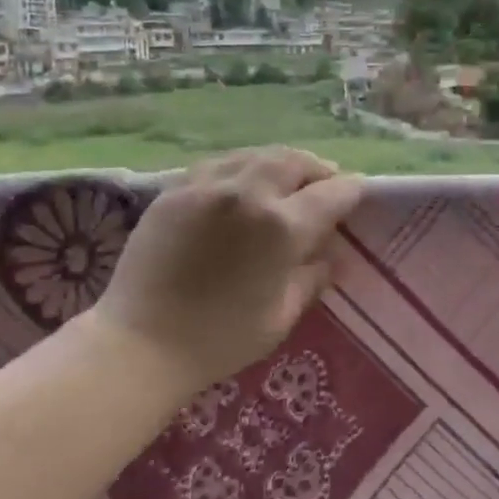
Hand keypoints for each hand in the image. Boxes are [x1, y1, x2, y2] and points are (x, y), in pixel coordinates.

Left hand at [91, 147, 364, 393]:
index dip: (351, 191)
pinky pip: (219, 165)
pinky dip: (242, 168)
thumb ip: (311, 279)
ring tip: (286, 179)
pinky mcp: (175, 191)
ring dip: (280, 163)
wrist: (139, 343)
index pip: (332, 193)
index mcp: (282, 227)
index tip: (358, 193)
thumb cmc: (219, 340)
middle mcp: (248, 194)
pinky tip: (242, 186)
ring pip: (256, 155)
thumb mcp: (280, 317)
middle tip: (324, 184)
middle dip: (317, 169)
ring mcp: (206, 186)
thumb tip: (329, 256)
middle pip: (294, 161)